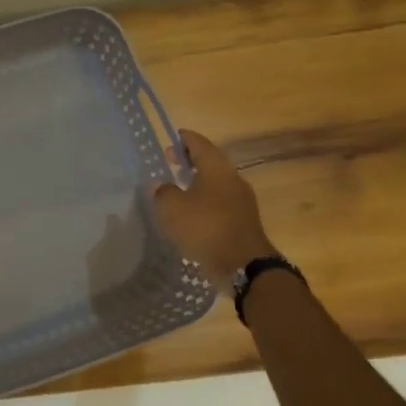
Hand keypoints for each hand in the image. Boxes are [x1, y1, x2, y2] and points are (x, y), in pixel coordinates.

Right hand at [151, 129, 277, 291]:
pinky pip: (221, 203)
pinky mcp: (244, 221)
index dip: (183, 139)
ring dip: (198, 183)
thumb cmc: (205, 227)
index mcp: (216, 167)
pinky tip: (192, 214)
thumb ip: (162, 191)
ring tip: (178, 190)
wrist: (244, 265)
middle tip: (169, 164)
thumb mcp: (171, 207)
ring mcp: (242, 200)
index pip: (198, 143)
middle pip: (209, 161)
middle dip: (189, 161)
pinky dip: (206, 202)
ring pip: (216, 183)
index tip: (170, 139)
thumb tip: (161, 185)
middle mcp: (232, 178)